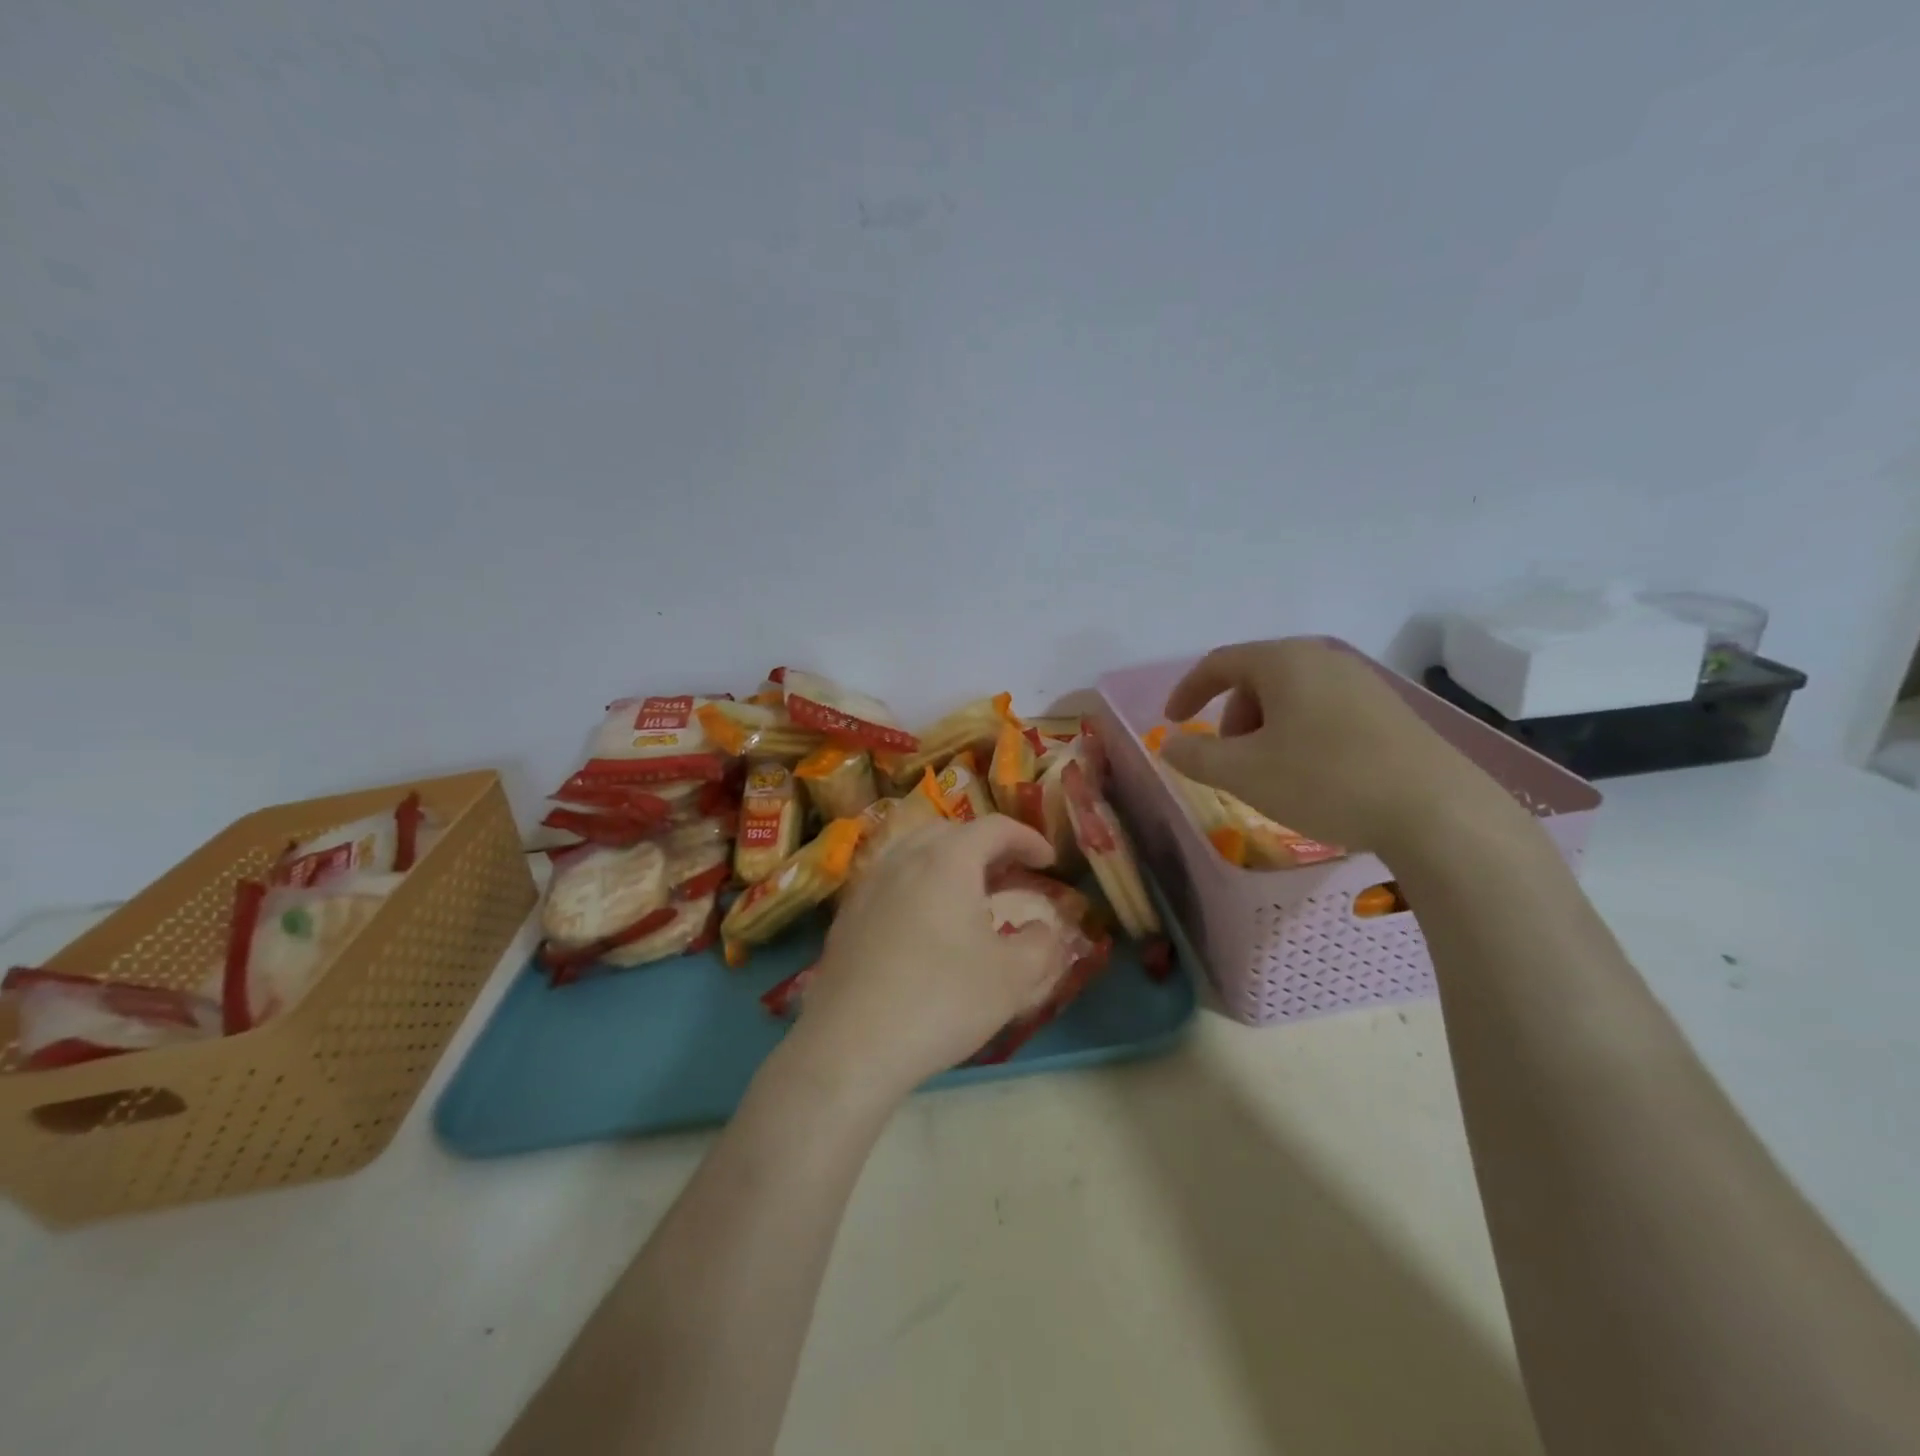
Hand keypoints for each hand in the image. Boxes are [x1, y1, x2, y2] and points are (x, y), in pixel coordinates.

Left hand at [784, 817, 1072, 1103]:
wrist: (850, 1045)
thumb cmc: (940, 1001)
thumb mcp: (1012, 978)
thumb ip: (1042, 945)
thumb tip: (1046, 928)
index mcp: (947, 860)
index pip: (994, 828)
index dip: (1027, 838)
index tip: (1048, 861)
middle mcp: (904, 858)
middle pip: (950, 831)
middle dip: (986, 844)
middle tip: (1010, 873)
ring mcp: (868, 884)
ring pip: (914, 850)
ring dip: (948, 859)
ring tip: (968, 893)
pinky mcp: (847, 914)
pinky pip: (890, 878)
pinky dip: (917, 882)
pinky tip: (924, 921)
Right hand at [1160, 637, 1517, 854]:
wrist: (1437, 812)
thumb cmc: (1325, 781)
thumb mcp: (1243, 774)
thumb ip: (1195, 756)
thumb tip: (1170, 744)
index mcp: (1285, 661)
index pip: (1220, 663)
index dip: (1188, 690)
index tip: (1172, 722)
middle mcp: (1324, 659)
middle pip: (1257, 678)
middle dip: (1231, 716)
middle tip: (1229, 759)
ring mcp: (1363, 683)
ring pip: (1292, 696)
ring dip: (1265, 729)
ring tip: (1270, 773)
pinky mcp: (1390, 711)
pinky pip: (1324, 711)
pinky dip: (1299, 735)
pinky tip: (1313, 776)